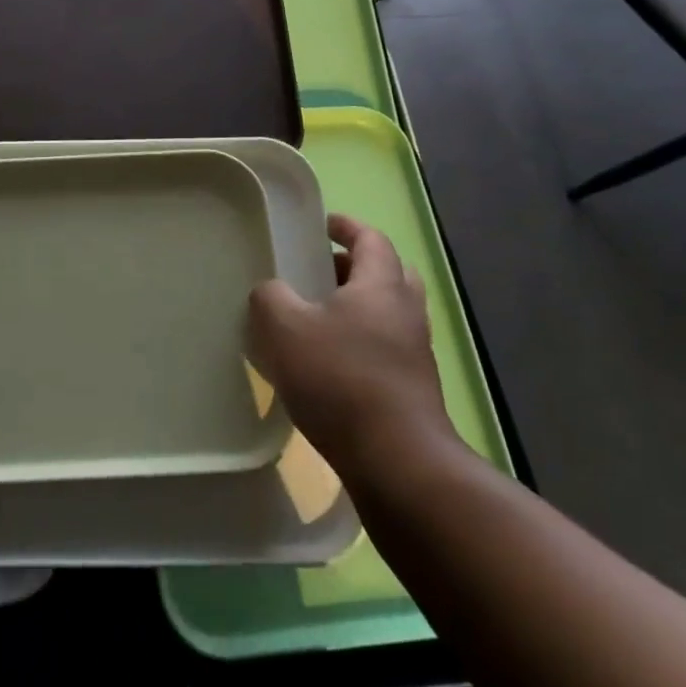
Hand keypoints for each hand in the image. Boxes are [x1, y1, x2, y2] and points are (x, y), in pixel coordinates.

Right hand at [248, 214, 460, 488]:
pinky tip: (328, 361)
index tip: (323, 225)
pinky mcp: (413, 388)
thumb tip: (272, 292)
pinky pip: (387, 347)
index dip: (347, 226)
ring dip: (359, 306)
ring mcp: (415, 353)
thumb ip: (270, 297)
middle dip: (355, 267)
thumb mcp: (283, 328)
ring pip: (389, 313)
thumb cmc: (339, 379)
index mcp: (381, 286)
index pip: (371, 239)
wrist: (397, 461)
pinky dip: (362, 341)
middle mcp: (406, 312)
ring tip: (318, 317)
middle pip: (389, 273)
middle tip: (321, 271)